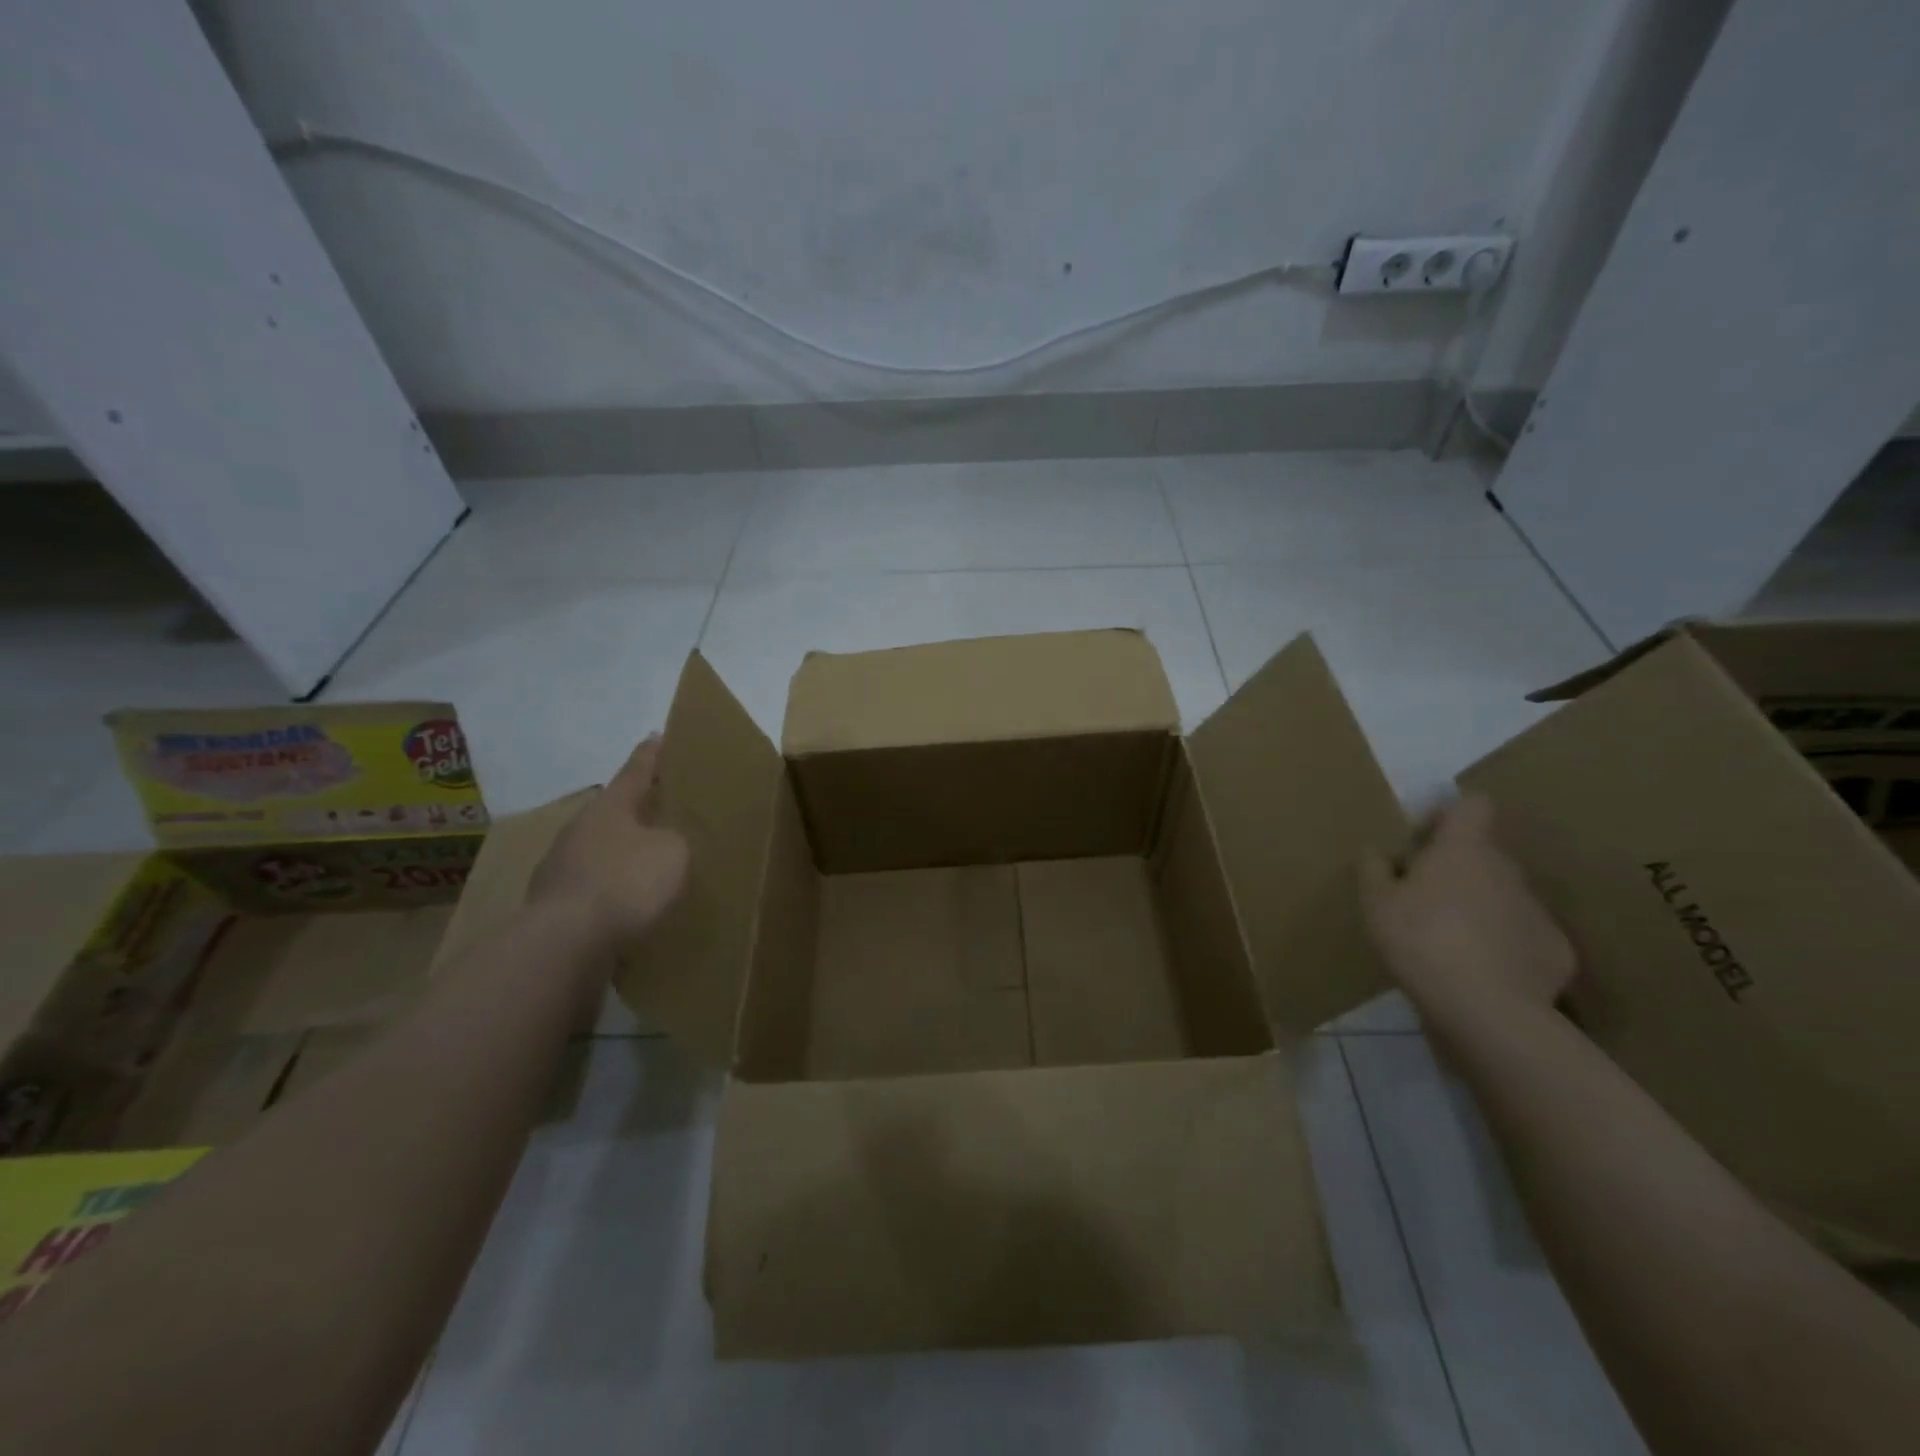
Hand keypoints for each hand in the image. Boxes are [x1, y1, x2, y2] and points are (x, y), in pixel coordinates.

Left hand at [528, 736, 688, 951]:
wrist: (565, 943)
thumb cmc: (625, 882)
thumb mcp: (673, 853)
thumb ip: (674, 840)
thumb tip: (663, 843)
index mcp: (609, 807)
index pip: (635, 771)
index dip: (651, 755)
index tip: (658, 736)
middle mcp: (579, 830)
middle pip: (613, 813)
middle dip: (635, 812)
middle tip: (662, 812)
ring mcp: (560, 868)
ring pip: (599, 852)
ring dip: (621, 856)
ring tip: (647, 868)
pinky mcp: (553, 906)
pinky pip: (592, 889)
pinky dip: (610, 892)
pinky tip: (628, 908)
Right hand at [1359, 794, 1574, 1035]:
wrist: (1488, 1010)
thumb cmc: (1421, 940)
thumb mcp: (1375, 903)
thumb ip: (1374, 869)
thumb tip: (1379, 851)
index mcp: (1464, 850)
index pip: (1472, 805)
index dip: (1448, 815)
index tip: (1422, 841)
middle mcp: (1508, 870)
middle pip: (1484, 854)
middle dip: (1456, 868)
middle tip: (1423, 898)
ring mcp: (1538, 911)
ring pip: (1504, 895)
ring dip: (1479, 906)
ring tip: (1450, 942)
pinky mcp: (1557, 951)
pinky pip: (1523, 936)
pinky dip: (1503, 945)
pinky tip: (1481, 972)